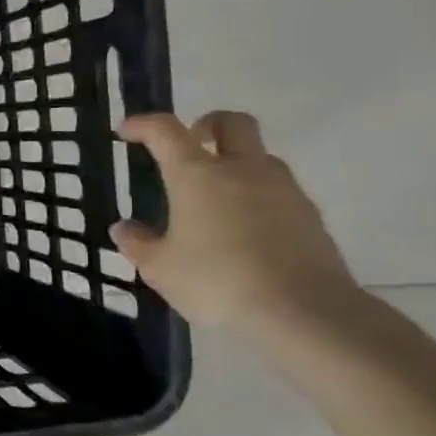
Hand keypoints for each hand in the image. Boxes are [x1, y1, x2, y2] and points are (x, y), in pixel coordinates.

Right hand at [113, 110, 359, 333]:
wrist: (305, 312)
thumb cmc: (218, 281)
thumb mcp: (160, 269)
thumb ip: (139, 243)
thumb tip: (124, 228)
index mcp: (197, 174)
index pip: (165, 131)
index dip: (143, 125)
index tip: (126, 131)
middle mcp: (242, 170)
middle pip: (232, 123)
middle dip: (207, 125)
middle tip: (190, 146)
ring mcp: (283, 190)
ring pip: (260, 156)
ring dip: (237, 163)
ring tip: (216, 198)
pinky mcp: (310, 216)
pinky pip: (279, 191)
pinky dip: (259, 197)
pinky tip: (246, 230)